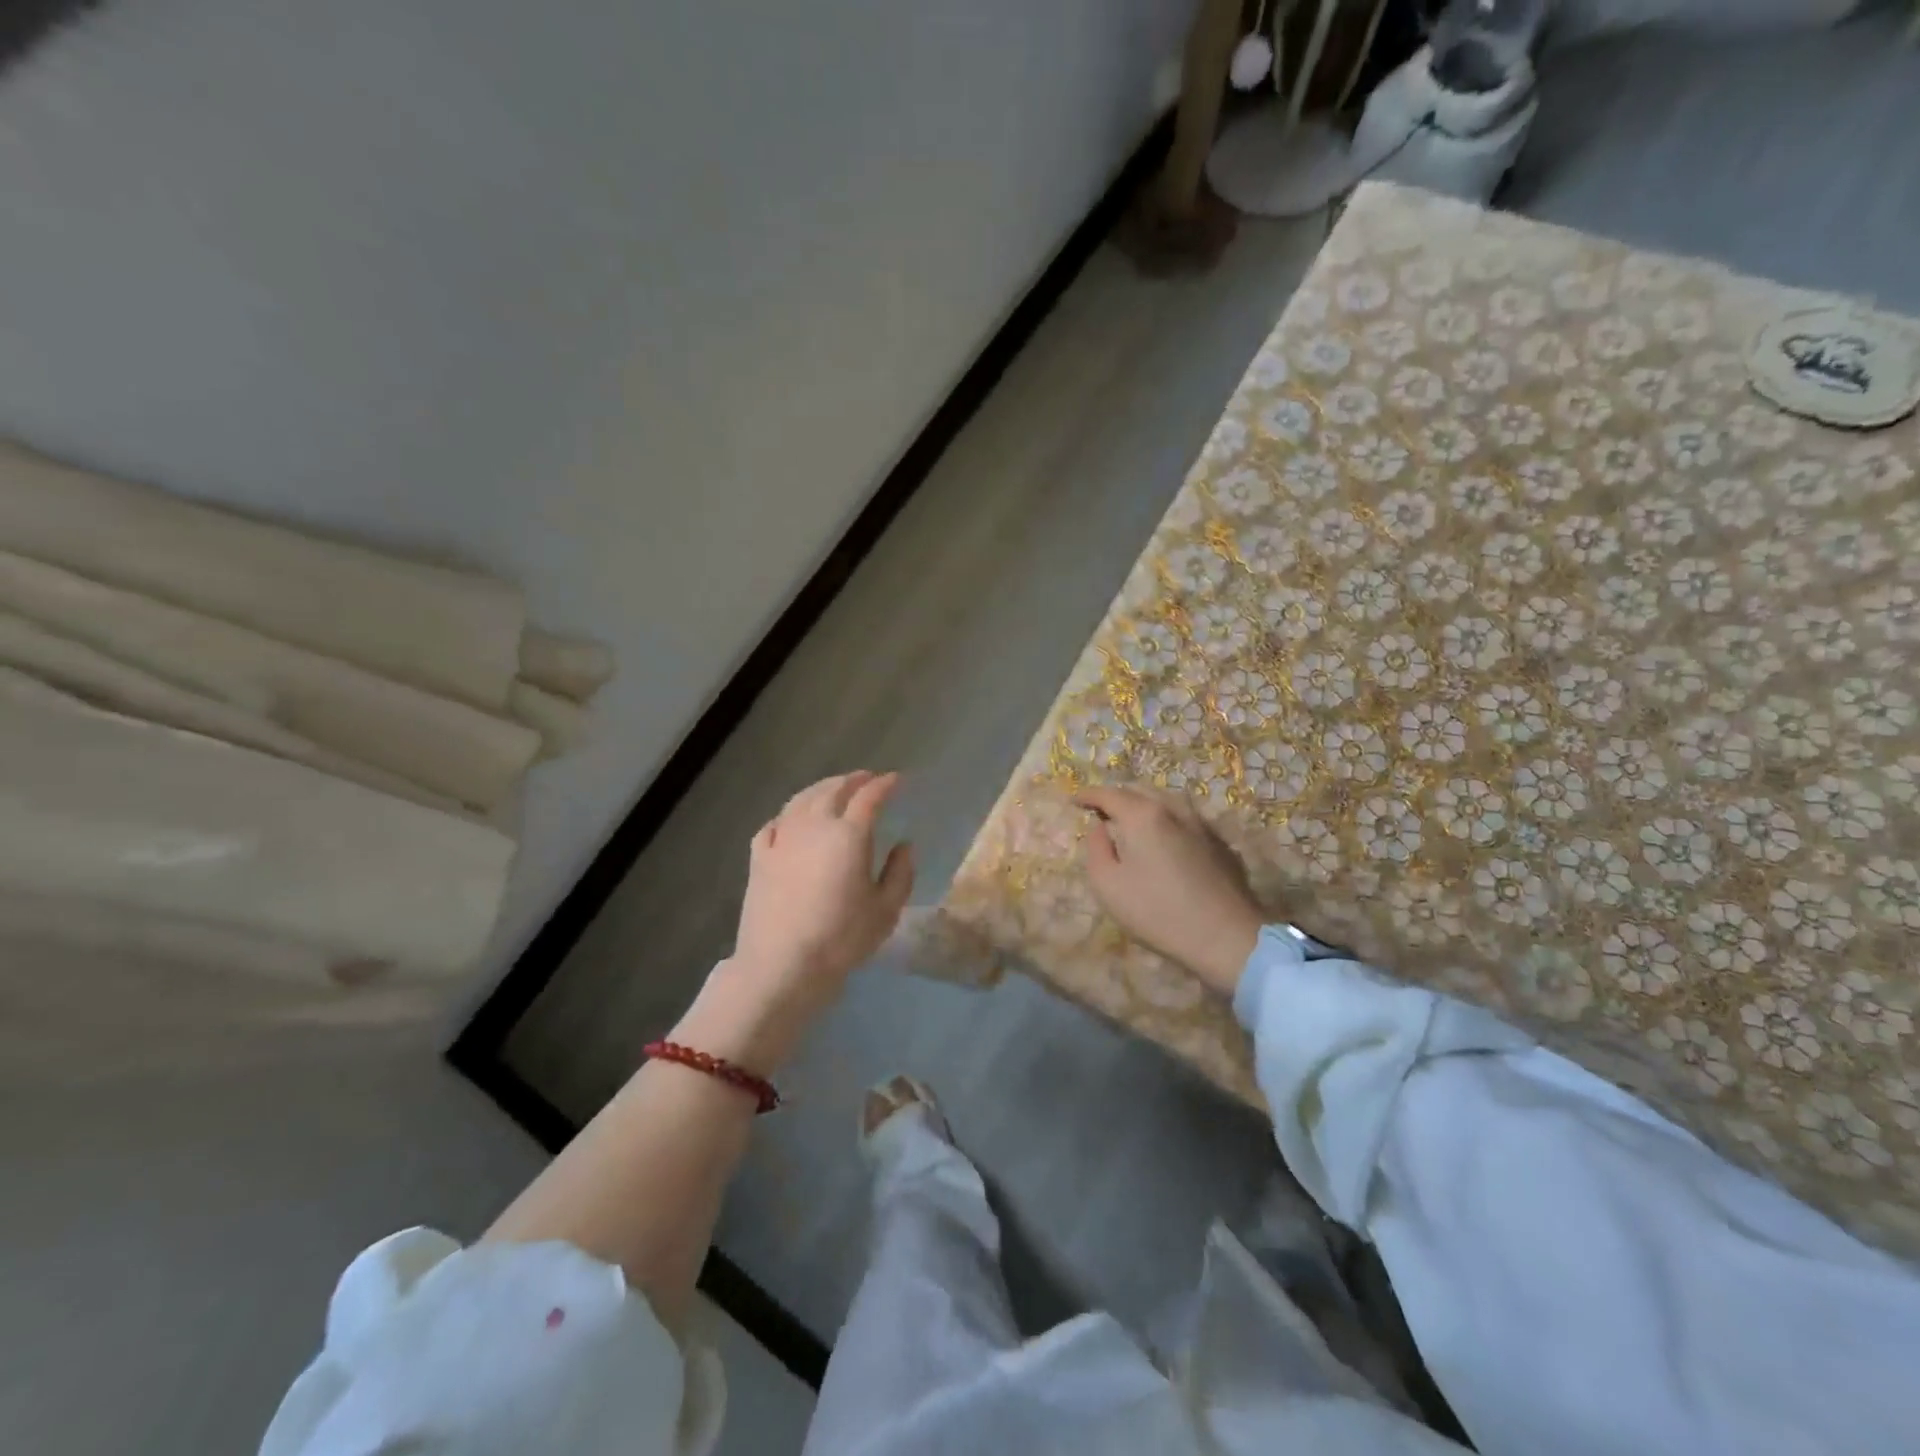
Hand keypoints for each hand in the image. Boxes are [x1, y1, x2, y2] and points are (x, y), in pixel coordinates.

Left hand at [680, 771, 913, 1073]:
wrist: (782, 965)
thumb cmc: (841, 938)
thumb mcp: (885, 910)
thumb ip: (900, 873)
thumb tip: (905, 845)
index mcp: (849, 835)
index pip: (870, 797)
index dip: (885, 784)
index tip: (897, 780)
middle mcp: (814, 826)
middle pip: (833, 790)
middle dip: (853, 780)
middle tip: (867, 778)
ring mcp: (782, 839)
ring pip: (801, 800)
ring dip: (821, 788)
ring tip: (833, 789)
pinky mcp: (759, 857)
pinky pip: (774, 824)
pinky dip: (788, 814)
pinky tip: (791, 819)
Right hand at [1077, 786, 1263, 996]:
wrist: (1227, 936)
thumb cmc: (1158, 912)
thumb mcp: (1108, 885)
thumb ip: (1096, 849)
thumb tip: (1100, 828)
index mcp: (1143, 816)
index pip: (1109, 794)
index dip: (1089, 794)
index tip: (1075, 799)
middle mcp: (1173, 810)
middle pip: (1139, 792)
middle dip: (1117, 797)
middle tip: (1101, 810)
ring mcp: (1201, 824)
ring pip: (1166, 801)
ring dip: (1144, 805)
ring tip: (1132, 820)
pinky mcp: (1220, 843)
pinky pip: (1185, 818)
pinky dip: (1166, 820)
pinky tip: (1164, 838)